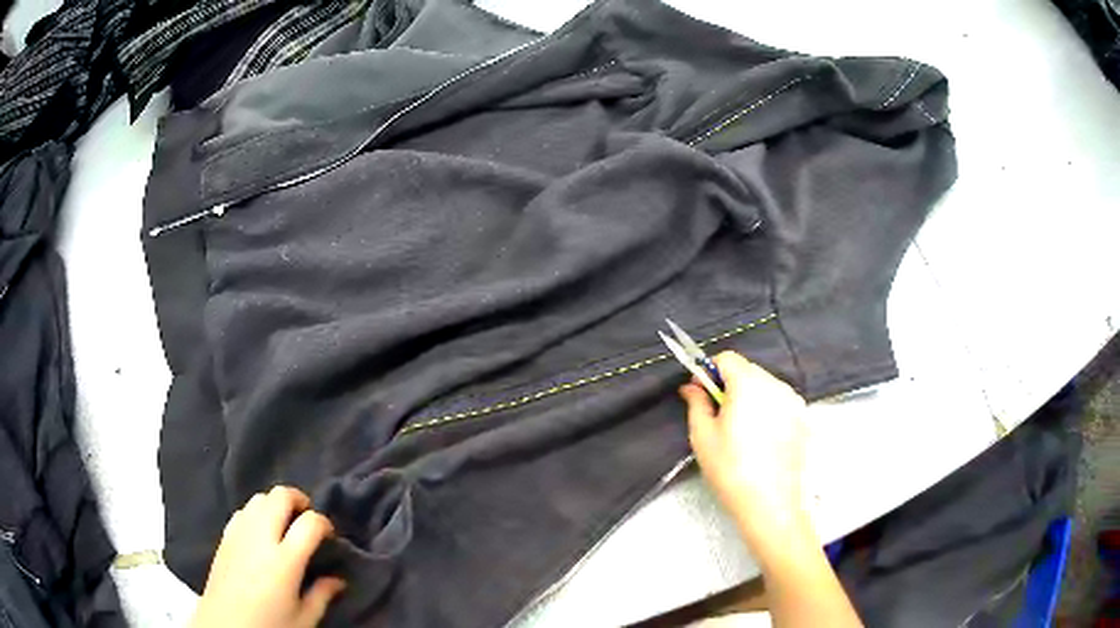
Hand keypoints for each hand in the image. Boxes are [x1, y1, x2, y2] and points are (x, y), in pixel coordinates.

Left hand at [191, 486, 344, 627]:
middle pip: (280, 496)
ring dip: (275, 504)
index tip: (329, 536)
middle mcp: (260, 538)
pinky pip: (242, 511)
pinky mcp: (224, 537)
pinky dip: (256, 513)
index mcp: (284, 561)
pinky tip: (261, 533)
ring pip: (259, 498)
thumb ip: (322, 595)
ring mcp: (239, 534)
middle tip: (307, 517)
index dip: (324, 523)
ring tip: (284, 524)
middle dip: (299, 500)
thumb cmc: (269, 626)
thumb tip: (338, 580)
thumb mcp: (304, 619)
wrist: (225, 626)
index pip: (309, 523)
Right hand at [679, 352, 809, 544]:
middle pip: (748, 371)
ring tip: (742, 431)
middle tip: (718, 415)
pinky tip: (761, 441)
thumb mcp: (703, 437)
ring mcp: (794, 402)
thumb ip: (696, 403)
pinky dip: (768, 411)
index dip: (709, 371)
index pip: (727, 358)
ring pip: (766, 387)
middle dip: (730, 385)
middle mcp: (776, 385)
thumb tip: (691, 386)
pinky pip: (781, 403)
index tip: (701, 393)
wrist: (772, 504)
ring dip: (751, 398)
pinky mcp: (804, 419)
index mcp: (749, 384)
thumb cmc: (731, 470)